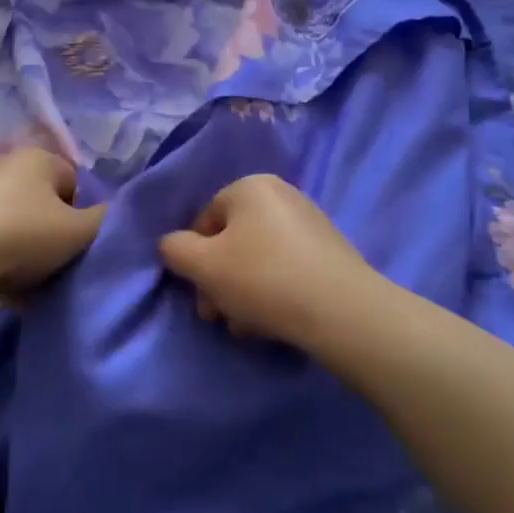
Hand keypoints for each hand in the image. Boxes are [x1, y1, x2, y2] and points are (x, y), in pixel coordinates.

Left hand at [0, 148, 105, 306]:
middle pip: (46, 206)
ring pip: (17, 226)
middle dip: (52, 236)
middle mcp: (6, 166)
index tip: (74, 244)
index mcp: (39, 158)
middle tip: (54, 265)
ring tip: (26, 282)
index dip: (81, 216)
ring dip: (26, 253)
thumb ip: (107, 221)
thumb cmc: (21, 237)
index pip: (76, 184)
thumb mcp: (79, 232)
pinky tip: (0, 287)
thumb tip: (115, 216)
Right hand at [158, 175, 376, 349]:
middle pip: (232, 240)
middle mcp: (281, 194)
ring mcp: (309, 222)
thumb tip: (173, 245)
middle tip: (218, 316)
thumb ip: (175, 250)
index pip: (205, 220)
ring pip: (257, 258)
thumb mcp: (203, 265)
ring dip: (242, 292)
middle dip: (218, 281)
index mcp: (251, 186)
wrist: (340, 309)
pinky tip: (271, 321)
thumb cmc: (263, 278)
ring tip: (245, 326)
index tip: (200, 295)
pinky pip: (285, 267)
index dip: (194, 259)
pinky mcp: (328, 251)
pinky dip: (271, 291)